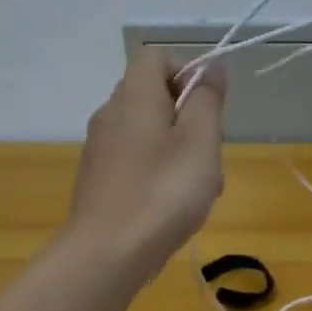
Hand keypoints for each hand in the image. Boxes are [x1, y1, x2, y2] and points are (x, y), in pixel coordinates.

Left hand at [67, 51, 224, 273]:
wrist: (106, 254)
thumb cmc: (163, 192)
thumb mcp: (201, 141)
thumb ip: (207, 98)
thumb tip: (212, 65)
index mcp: (134, 96)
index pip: (157, 56)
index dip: (188, 71)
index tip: (208, 106)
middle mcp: (110, 113)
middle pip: (155, 95)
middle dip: (189, 118)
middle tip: (208, 153)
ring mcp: (100, 148)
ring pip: (149, 132)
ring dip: (179, 150)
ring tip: (198, 188)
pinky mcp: (98, 179)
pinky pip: (136, 160)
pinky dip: (159, 172)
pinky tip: (172, 207)